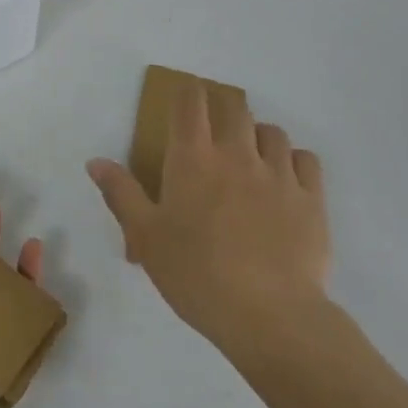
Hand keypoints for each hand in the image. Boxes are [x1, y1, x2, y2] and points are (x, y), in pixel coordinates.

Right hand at [86, 77, 328, 357]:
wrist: (270, 315)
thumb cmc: (197, 274)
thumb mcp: (146, 238)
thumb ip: (121, 194)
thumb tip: (96, 161)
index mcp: (193, 159)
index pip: (190, 103)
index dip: (186, 91)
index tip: (184, 96)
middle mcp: (237, 154)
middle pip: (234, 107)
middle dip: (222, 107)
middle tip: (215, 127)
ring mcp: (278, 173)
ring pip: (272, 131)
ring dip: (258, 135)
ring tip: (251, 155)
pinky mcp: (311, 198)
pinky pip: (306, 159)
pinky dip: (293, 160)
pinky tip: (286, 179)